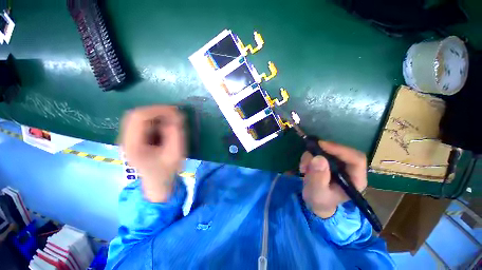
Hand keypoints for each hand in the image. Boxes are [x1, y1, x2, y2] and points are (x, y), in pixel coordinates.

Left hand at [120, 106, 185, 202]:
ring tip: (171, 121)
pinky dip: (155, 121)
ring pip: (139, 118)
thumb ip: (176, 133)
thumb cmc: (167, 170)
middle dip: (157, 111)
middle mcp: (125, 139)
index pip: (139, 117)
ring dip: (156, 116)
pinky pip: (142, 123)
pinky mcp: (133, 139)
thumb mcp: (176, 152)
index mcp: (133, 145)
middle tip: (174, 114)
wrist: (157, 182)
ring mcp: (128, 139)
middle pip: (136, 115)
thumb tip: (175, 116)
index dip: (157, 110)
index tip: (175, 111)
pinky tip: (164, 127)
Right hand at [300, 141, 366, 217]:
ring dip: (311, 156)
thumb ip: (318, 178)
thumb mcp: (317, 193)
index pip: (356, 159)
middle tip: (307, 158)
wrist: (314, 201)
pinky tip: (304, 168)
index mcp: (355, 180)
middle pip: (340, 151)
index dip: (341, 150)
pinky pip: (317, 152)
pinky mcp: (328, 161)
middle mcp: (350, 169)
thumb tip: (318, 158)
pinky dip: (308, 157)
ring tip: (303, 168)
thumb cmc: (320, 200)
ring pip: (326, 150)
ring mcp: (338, 163)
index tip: (322, 145)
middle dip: (321, 152)